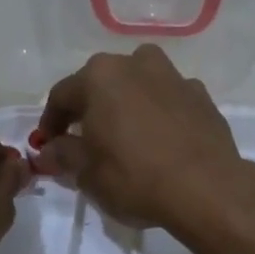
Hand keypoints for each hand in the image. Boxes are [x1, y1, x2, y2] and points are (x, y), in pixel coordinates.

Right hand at [36, 45, 254, 231]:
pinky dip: (159, 113)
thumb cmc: (135, 177)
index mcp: (100, 76)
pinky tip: (160, 140)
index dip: (51, 123)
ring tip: (125, 135)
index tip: (48, 146)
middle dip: (90, 109)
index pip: (62, 95)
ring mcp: (174, 77)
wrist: (206, 188)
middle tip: (85, 140)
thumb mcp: (87, 173)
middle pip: (102, 84)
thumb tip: (50, 150)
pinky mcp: (202, 96)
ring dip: (127, 103)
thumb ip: (63, 154)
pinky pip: (169, 100)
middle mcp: (136, 64)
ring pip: (139, 84)